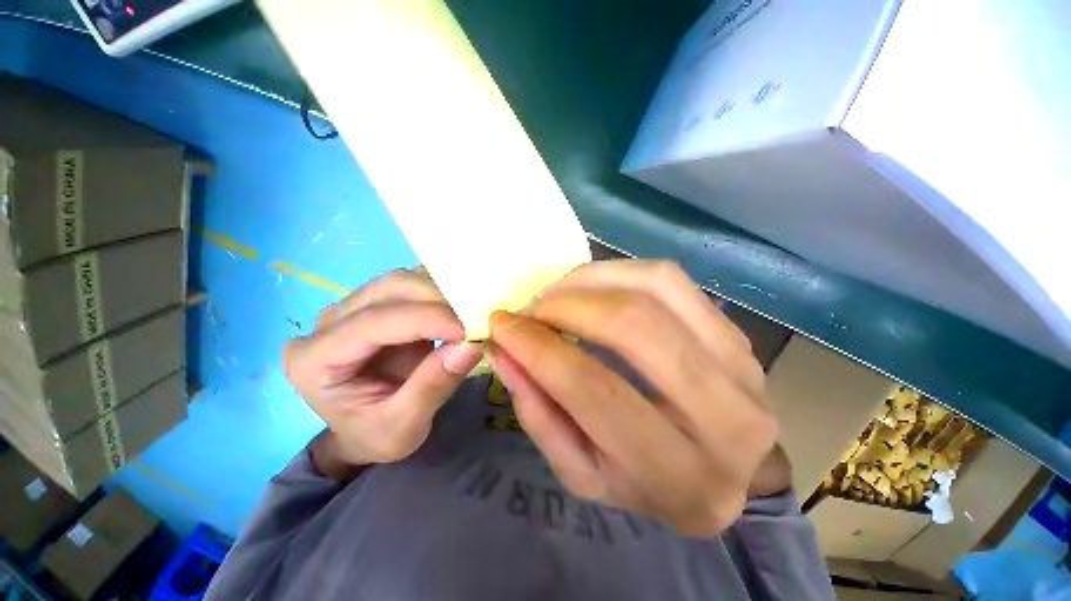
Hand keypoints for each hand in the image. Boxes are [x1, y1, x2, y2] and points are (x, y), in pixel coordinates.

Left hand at [284, 268, 483, 472]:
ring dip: (441, 292)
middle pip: (388, 290)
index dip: (427, 320)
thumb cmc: (376, 435)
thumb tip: (471, 345)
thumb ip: (433, 386)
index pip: (374, 323)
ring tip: (472, 312)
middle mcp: (328, 324)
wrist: (365, 430)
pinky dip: (440, 291)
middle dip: (437, 299)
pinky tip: (460, 306)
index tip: (470, 330)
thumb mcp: (403, 428)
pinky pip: (412, 285)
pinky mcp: (378, 304)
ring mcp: (353, 308)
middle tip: (477, 318)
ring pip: (402, 281)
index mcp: (315, 359)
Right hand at [488, 260, 782, 536]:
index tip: (502, 326)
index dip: (538, 349)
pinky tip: (590, 287)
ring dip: (589, 281)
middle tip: (530, 308)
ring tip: (555, 294)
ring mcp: (739, 362)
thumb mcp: (581, 472)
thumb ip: (539, 413)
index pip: (593, 388)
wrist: (722, 471)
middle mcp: (723, 415)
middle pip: (630, 327)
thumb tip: (505, 351)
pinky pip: (669, 279)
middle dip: (565, 306)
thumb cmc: (645, 482)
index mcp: (676, 473)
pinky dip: (618, 272)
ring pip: (653, 288)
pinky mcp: (734, 330)